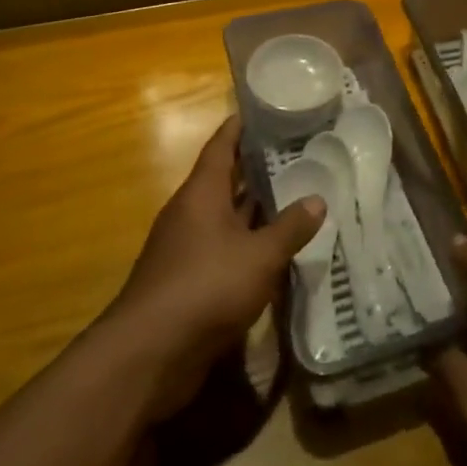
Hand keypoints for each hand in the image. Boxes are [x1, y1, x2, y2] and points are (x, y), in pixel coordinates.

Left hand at [100, 117, 322, 422]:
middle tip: (295, 152)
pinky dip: (247, 242)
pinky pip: (222, 248)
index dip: (240, 126)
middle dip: (256, 167)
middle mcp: (190, 213)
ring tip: (293, 194)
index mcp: (201, 193)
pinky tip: (274, 248)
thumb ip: (290, 227)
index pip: (221, 145)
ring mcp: (185, 248)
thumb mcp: (260, 256)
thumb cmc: (206, 287)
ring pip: (225, 216)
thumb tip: (318, 199)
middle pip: (224, 179)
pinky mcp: (186, 281)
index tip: (264, 110)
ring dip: (254, 207)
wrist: (149, 356)